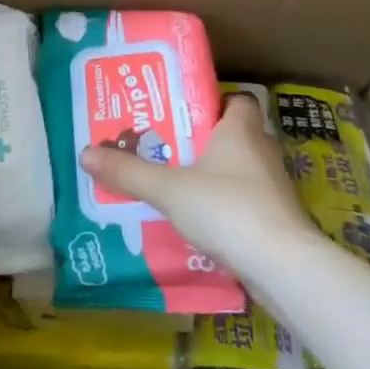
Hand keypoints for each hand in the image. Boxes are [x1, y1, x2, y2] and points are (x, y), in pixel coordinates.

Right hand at [80, 95, 312, 275]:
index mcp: (240, 129)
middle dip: (206, 142)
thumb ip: (129, 172)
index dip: (214, 103)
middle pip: (235, 136)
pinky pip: (247, 204)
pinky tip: (201, 224)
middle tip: (169, 148)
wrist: (284, 267)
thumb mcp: (168, 188)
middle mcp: (262, 151)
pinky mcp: (279, 222)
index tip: (184, 113)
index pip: (236, 101)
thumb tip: (85, 153)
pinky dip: (227, 209)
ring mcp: (274, 189)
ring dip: (216, 178)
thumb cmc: (227, 208)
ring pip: (241, 172)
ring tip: (178, 186)